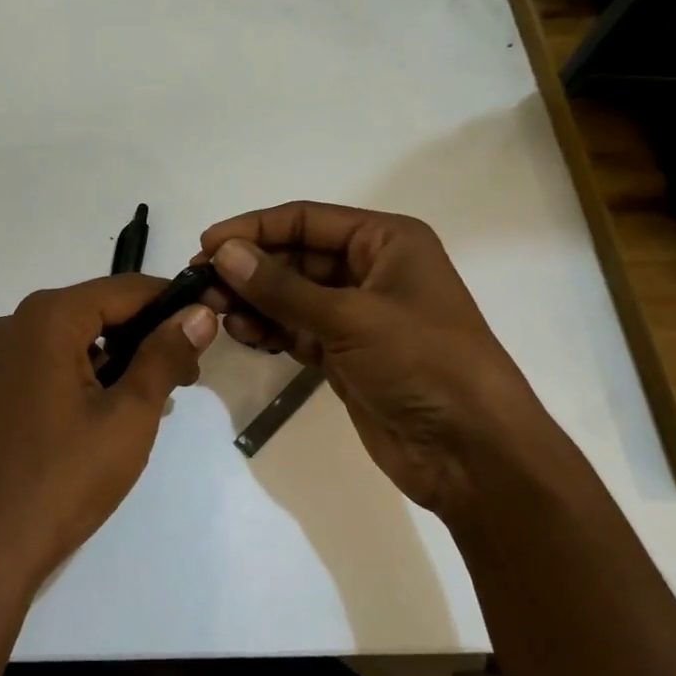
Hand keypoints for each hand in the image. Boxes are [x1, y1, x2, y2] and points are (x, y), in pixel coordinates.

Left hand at [0, 275, 217, 593]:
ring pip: (72, 338)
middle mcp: (13, 324)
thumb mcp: (129, 415)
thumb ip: (165, 355)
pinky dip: (83, 374)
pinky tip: (108, 410)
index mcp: (46, 318)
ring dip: (116, 358)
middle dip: (144, 335)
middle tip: (186, 374)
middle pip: (96, 310)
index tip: (207, 326)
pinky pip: (47, 362)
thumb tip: (199, 313)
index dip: (171, 302)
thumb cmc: (64, 478)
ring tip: (154, 397)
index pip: (124, 289)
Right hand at [197, 202, 542, 514]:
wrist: (474, 455)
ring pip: (292, 295)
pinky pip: (297, 329)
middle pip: (295, 257)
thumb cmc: (423, 363)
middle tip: (201, 285)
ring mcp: (358, 314)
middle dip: (250, 269)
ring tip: (216, 313)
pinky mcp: (347, 353)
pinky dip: (270, 330)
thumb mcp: (350, 317)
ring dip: (255, 301)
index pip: (306, 220)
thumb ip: (282, 286)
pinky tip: (242, 335)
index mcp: (386, 241)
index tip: (206, 246)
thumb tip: (223, 253)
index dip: (254, 229)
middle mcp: (371, 269)